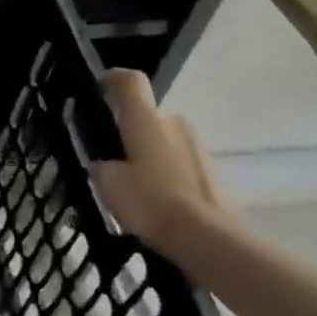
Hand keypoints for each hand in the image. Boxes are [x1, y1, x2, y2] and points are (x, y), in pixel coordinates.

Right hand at [87, 69, 232, 250]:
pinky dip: (170, 176)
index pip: (131, 83)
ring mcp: (199, 148)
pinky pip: (183, 165)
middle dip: (132, 132)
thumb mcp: (107, 184)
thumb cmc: (148, 201)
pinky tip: (158, 203)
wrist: (205, 237)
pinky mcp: (215, 173)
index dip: (114, 78)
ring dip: (152, 155)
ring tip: (136, 186)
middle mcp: (175, 124)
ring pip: (167, 142)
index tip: (101, 85)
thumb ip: (103, 167)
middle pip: (149, 118)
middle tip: (114, 157)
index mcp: (145, 121)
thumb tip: (106, 166)